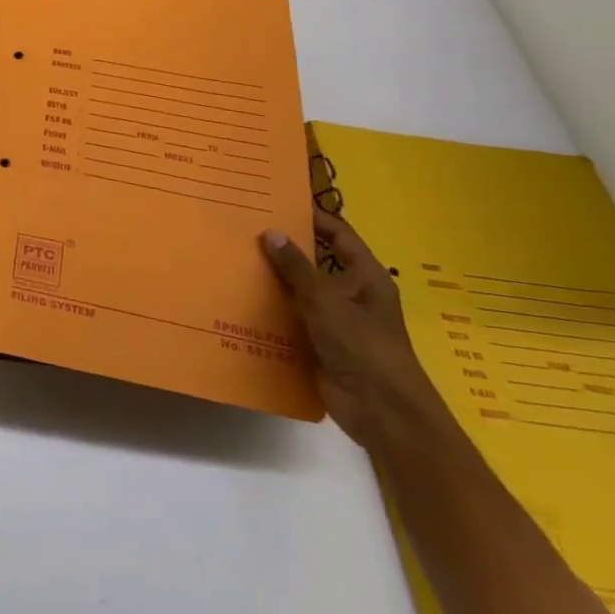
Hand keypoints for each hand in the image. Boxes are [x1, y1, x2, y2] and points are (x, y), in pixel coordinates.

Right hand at [261, 210, 453, 452]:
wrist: (381, 411)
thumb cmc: (362, 346)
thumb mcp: (326, 300)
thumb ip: (296, 267)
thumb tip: (270, 232)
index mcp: (365, 277)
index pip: (338, 235)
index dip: (313, 217)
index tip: (278, 202)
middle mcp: (351, 294)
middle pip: (315, 262)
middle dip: (284, 248)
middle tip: (245, 228)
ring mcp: (334, 320)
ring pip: (299, 291)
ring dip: (273, 280)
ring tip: (234, 258)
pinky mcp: (317, 343)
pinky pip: (290, 319)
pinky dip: (270, 311)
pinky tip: (238, 299)